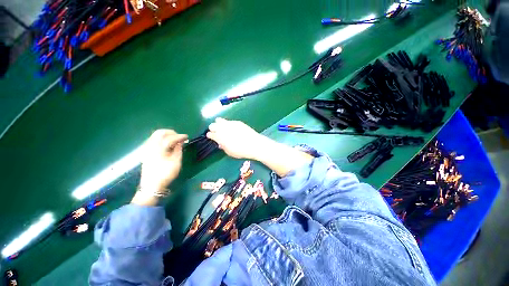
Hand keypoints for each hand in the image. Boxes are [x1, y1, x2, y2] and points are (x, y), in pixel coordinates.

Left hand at [139, 129, 187, 194]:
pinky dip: (161, 139)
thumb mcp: (176, 161)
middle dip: (171, 132)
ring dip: (166, 135)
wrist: (151, 185)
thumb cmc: (165, 173)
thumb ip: (178, 149)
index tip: (187, 137)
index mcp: (159, 148)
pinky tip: (166, 144)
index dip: (180, 136)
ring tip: (174, 140)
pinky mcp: (146, 152)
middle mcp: (151, 146)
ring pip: (155, 136)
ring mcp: (147, 149)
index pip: (170, 138)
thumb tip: (180, 142)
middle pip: (160, 133)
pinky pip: (153, 140)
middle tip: (179, 137)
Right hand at [206, 118, 269, 159]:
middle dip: (213, 128)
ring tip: (223, 128)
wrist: (254, 144)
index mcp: (219, 137)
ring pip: (219, 120)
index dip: (210, 136)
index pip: (210, 134)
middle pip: (212, 125)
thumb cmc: (241, 151)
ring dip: (219, 124)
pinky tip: (233, 128)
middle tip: (216, 132)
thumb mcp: (229, 152)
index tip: (212, 137)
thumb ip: (223, 147)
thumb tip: (220, 143)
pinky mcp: (237, 122)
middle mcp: (223, 128)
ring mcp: (230, 124)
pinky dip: (228, 124)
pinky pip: (229, 121)